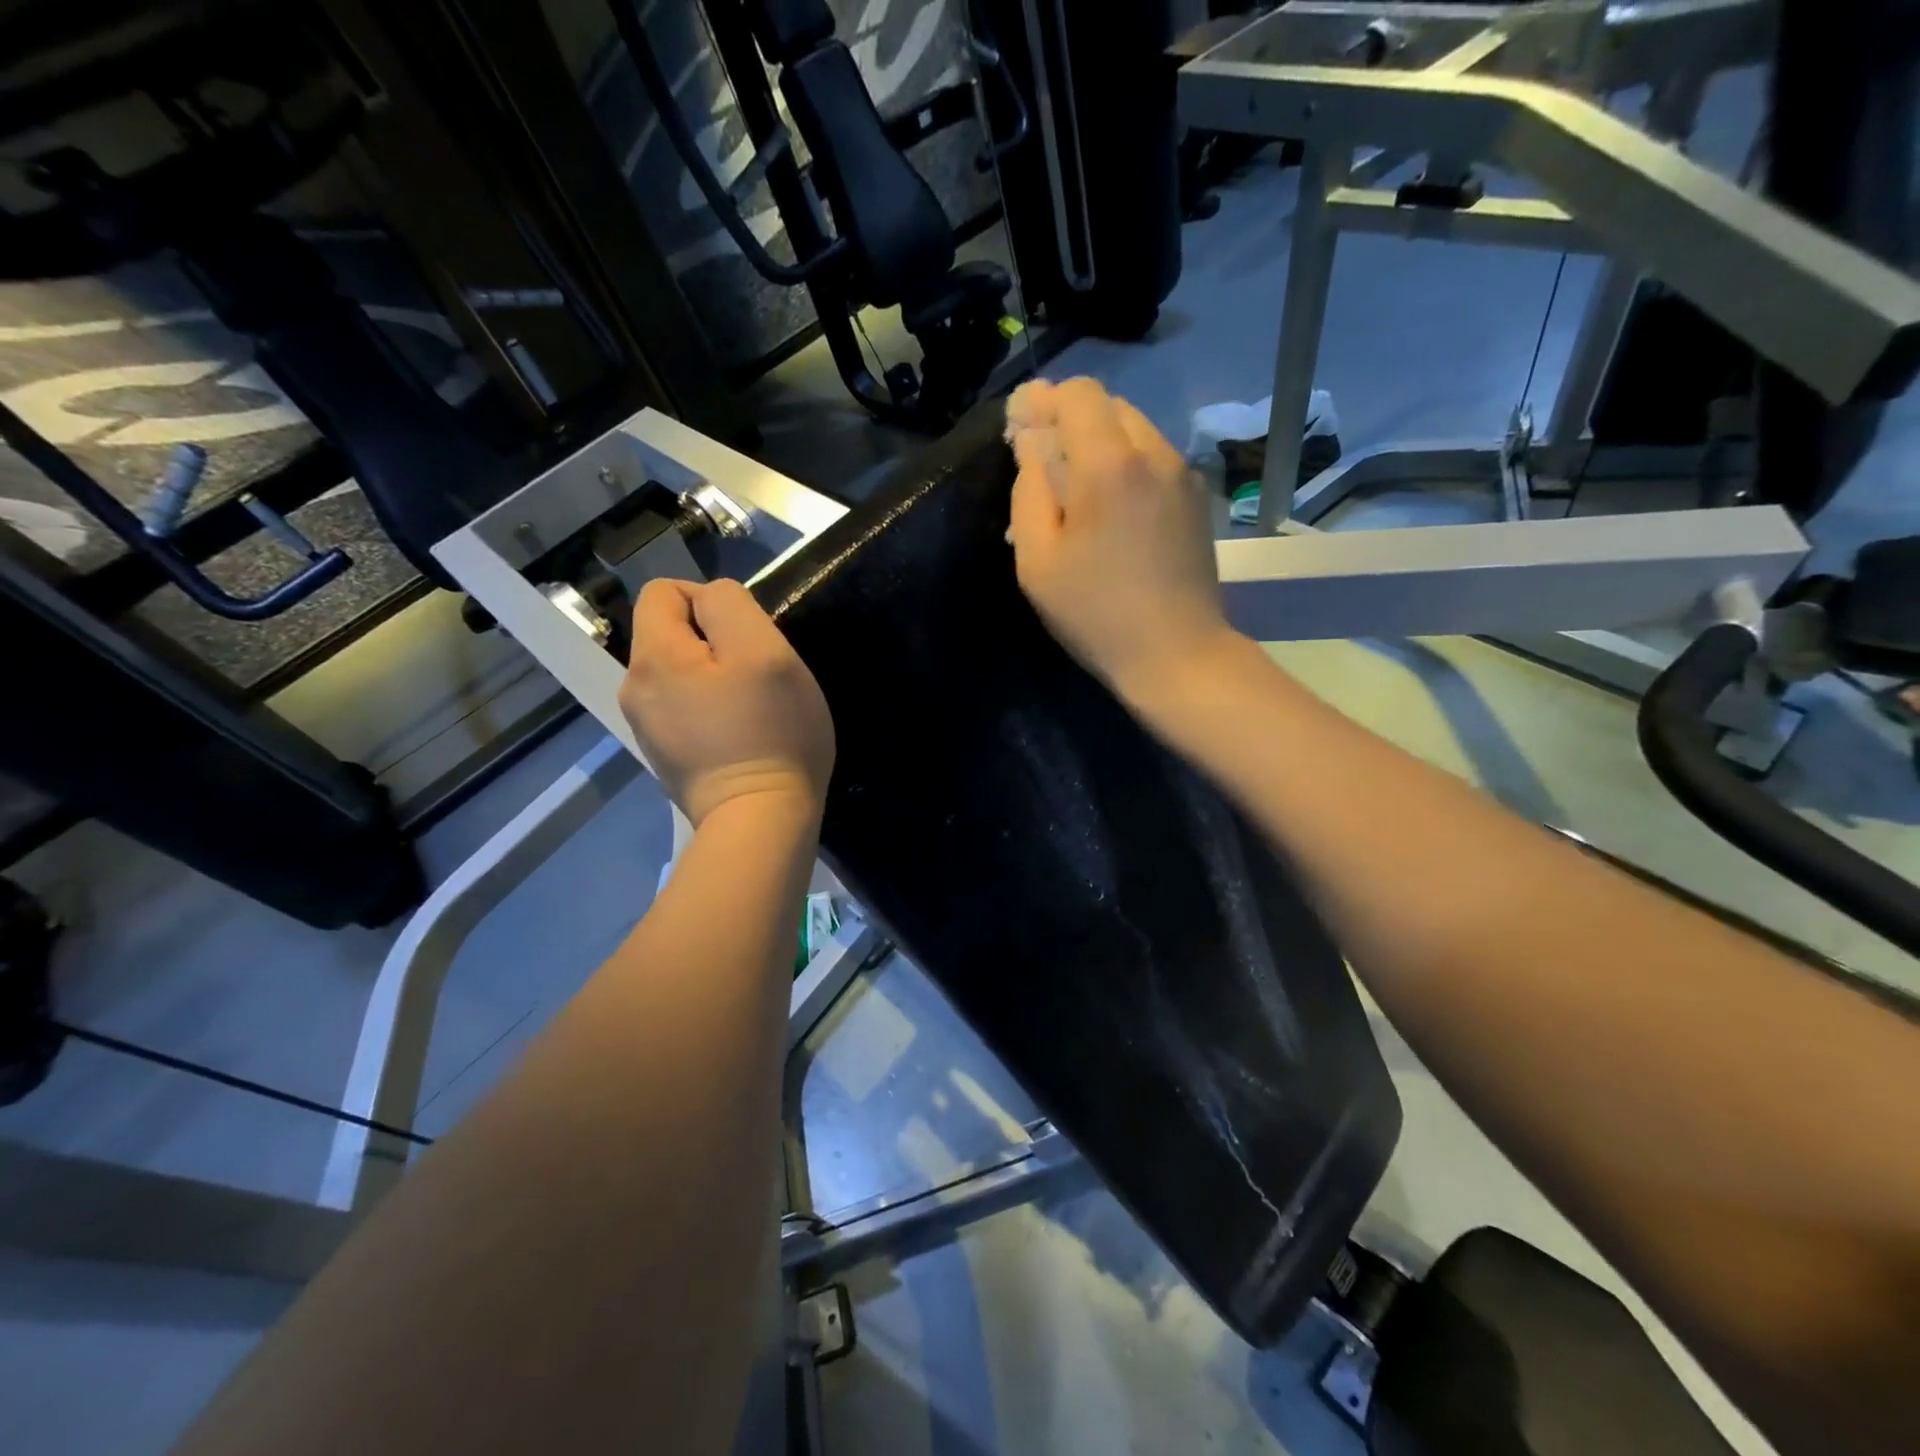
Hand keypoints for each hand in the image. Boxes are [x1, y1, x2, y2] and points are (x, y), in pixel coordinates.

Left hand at [618, 578, 834, 826]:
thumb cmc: (771, 733)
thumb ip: (730, 606)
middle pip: (670, 633)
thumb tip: (710, 601)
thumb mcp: (765, 651)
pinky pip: (683, 709)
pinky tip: (738, 735)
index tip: (748, 638)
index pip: (664, 591)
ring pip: (679, 673)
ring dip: (714, 677)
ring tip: (751, 708)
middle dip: (714, 642)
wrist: (759, 821)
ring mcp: (645, 727)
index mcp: (654, 656)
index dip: (709, 599)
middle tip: (757, 676)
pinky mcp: (664, 755)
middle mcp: (635, 688)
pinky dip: (709, 710)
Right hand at [1006, 377, 1237, 697]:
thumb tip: (1033, 449)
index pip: (1078, 394)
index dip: (1043, 402)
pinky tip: (1111, 512)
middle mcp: (1155, 454)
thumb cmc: (1096, 614)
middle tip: (1043, 464)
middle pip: (1109, 406)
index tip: (1022, 430)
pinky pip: (1154, 461)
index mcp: (1111, 465)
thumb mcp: (1038, 561)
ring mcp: (1183, 476)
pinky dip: (1126, 467)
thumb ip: (1029, 492)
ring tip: (1076, 493)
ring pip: (1135, 432)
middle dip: (1070, 422)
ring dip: (1099, 445)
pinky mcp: (1196, 500)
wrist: (1177, 654)